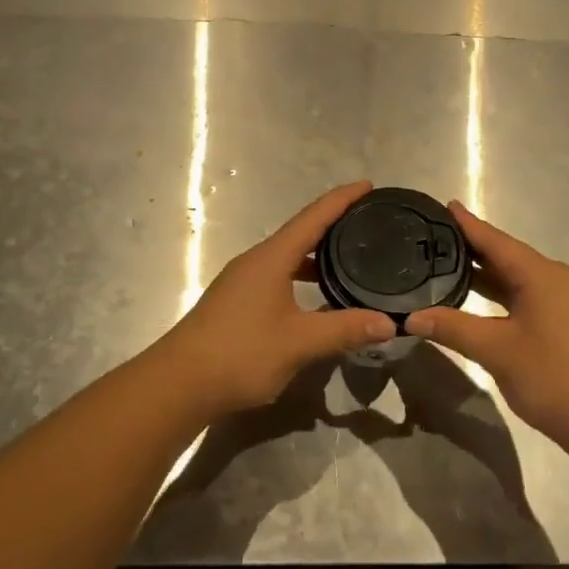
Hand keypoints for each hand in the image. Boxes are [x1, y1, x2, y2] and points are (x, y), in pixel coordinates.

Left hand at [151, 182, 396, 420]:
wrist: (179, 383)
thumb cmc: (240, 353)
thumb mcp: (299, 342)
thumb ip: (345, 329)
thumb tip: (389, 323)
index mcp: (271, 258)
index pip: (313, 217)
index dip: (341, 199)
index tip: (367, 185)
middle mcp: (256, 261)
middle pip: (300, 233)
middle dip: (333, 225)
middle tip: (367, 223)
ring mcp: (243, 281)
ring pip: (287, 258)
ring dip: (317, 255)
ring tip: (350, 259)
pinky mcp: (237, 302)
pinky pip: (278, 276)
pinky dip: (302, 277)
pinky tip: (317, 298)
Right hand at [404, 202, 568, 449]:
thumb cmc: (552, 378)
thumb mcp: (496, 351)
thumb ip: (452, 328)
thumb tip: (411, 318)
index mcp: (542, 275)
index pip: (496, 241)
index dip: (469, 224)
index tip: (446, 205)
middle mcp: (559, 279)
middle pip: (509, 256)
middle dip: (474, 249)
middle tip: (438, 238)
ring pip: (522, 279)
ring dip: (490, 275)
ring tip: (451, 266)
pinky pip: (533, 296)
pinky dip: (506, 294)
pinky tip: (484, 300)